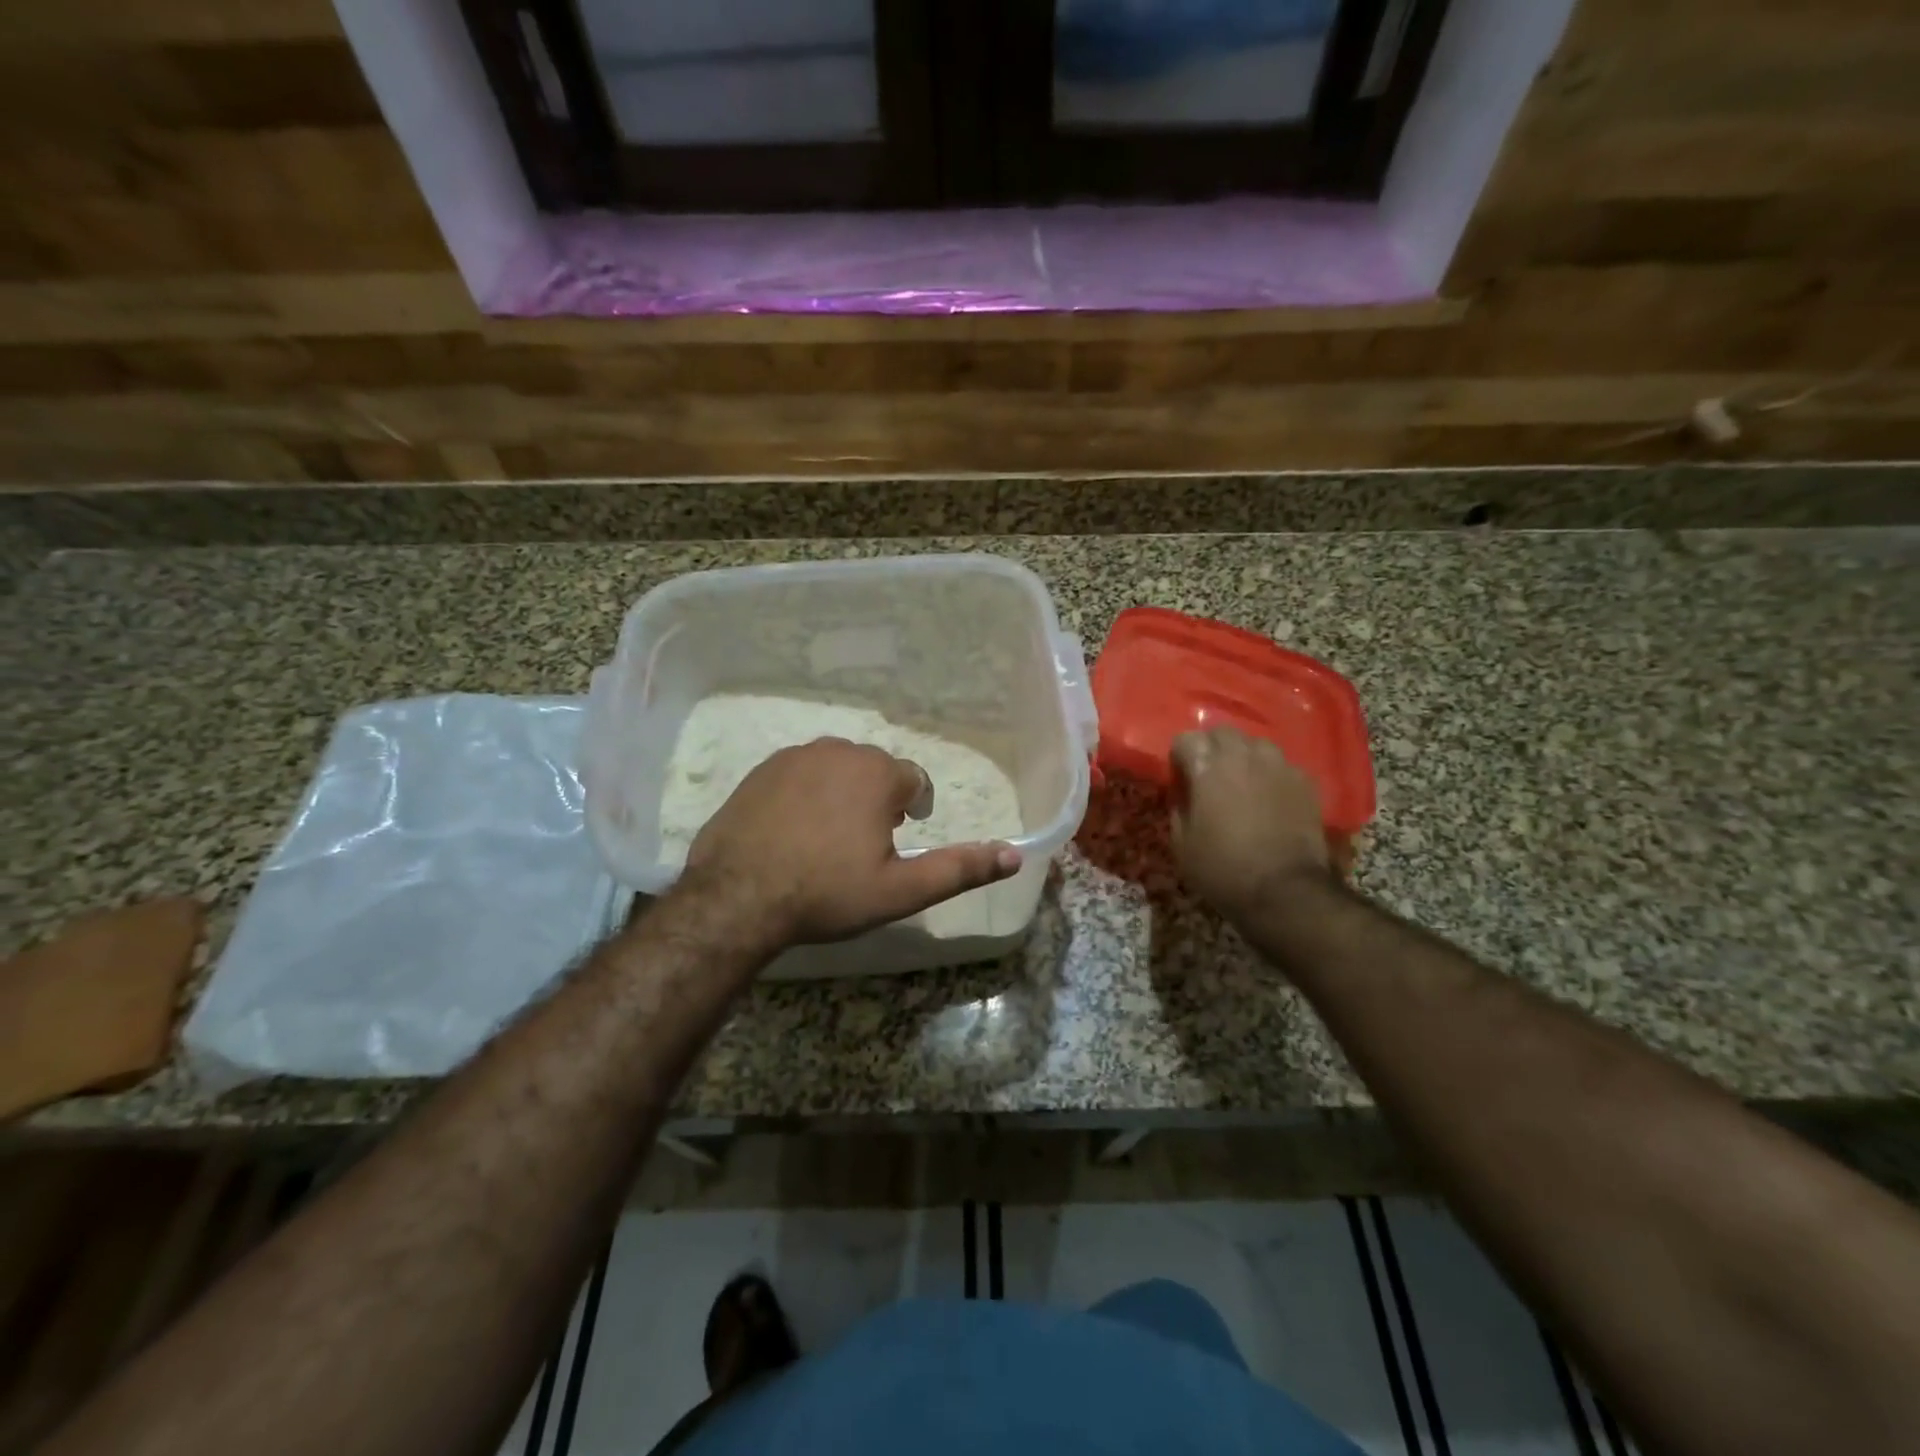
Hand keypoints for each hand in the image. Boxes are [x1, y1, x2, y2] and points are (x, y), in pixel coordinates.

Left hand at [680, 737, 1021, 946]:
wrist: (736, 898)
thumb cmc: (827, 893)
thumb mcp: (901, 890)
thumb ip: (960, 869)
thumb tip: (1015, 856)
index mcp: (877, 773)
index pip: (914, 780)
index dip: (914, 808)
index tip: (902, 835)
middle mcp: (838, 751)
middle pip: (874, 771)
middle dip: (878, 800)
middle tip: (866, 844)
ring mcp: (793, 757)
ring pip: (835, 770)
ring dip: (842, 794)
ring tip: (830, 838)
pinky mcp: (759, 771)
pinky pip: (798, 775)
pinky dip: (805, 794)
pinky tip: (793, 831)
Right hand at [1170, 727, 1331, 924]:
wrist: (1284, 891)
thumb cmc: (1222, 868)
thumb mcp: (1181, 842)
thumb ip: (1179, 805)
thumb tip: (1185, 791)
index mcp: (1206, 766)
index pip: (1185, 739)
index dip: (1180, 758)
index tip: (1181, 779)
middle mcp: (1243, 754)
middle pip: (1221, 733)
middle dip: (1211, 749)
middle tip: (1209, 777)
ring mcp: (1278, 765)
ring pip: (1255, 744)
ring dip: (1243, 757)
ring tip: (1242, 783)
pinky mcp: (1305, 781)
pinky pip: (1281, 766)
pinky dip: (1271, 775)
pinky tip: (1270, 799)